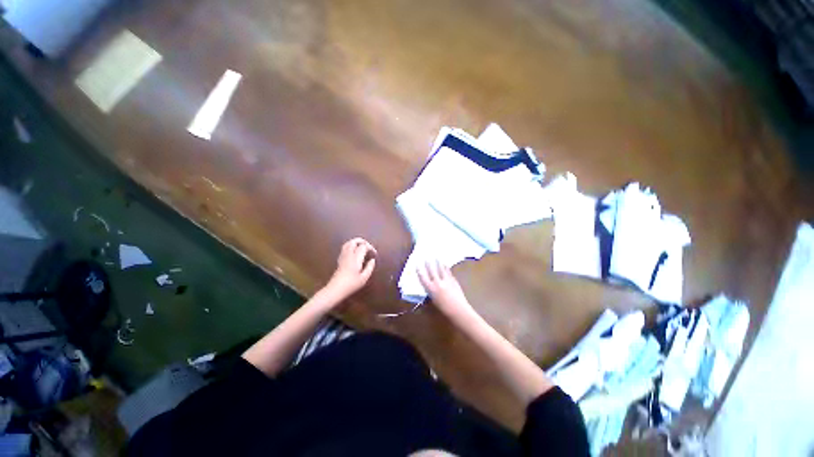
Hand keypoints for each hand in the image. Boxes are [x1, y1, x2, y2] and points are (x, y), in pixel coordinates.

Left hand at [324, 238, 376, 300]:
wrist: (335, 289)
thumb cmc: (351, 285)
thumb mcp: (364, 278)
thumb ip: (369, 267)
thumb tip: (372, 260)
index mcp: (356, 258)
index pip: (363, 246)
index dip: (370, 248)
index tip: (374, 254)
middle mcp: (348, 254)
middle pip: (354, 241)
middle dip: (362, 241)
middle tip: (368, 247)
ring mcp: (343, 256)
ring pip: (348, 243)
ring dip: (356, 242)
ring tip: (362, 247)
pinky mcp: (339, 259)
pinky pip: (345, 248)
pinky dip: (351, 246)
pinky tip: (354, 252)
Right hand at [418, 260, 472, 316]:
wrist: (458, 310)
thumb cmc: (444, 309)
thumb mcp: (434, 301)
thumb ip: (431, 292)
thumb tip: (430, 286)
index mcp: (431, 289)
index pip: (423, 278)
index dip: (419, 271)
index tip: (417, 265)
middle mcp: (437, 283)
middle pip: (432, 271)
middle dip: (429, 264)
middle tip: (427, 258)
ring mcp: (446, 280)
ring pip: (441, 269)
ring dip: (438, 263)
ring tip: (437, 258)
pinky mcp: (453, 280)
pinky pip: (449, 272)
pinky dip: (446, 268)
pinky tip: (445, 265)